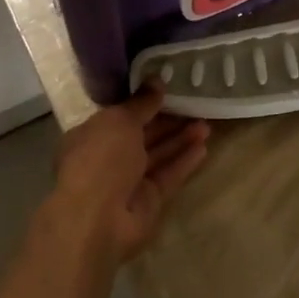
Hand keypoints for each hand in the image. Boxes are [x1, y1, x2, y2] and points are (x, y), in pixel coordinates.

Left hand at [45, 87, 209, 262]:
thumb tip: (156, 79)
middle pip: (143, 135)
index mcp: (92, 135)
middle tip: (196, 105)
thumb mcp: (119, 120)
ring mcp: (128, 181)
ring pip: (158, 155)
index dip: (145, 103)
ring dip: (180, 139)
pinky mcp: (148, 200)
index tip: (170, 90)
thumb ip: (142, 102)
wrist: (98, 218)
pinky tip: (204, 148)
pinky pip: (168, 176)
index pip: (121, 115)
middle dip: (168, 121)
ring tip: (206, 124)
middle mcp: (108, 157)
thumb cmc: (101, 159)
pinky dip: (184, 162)